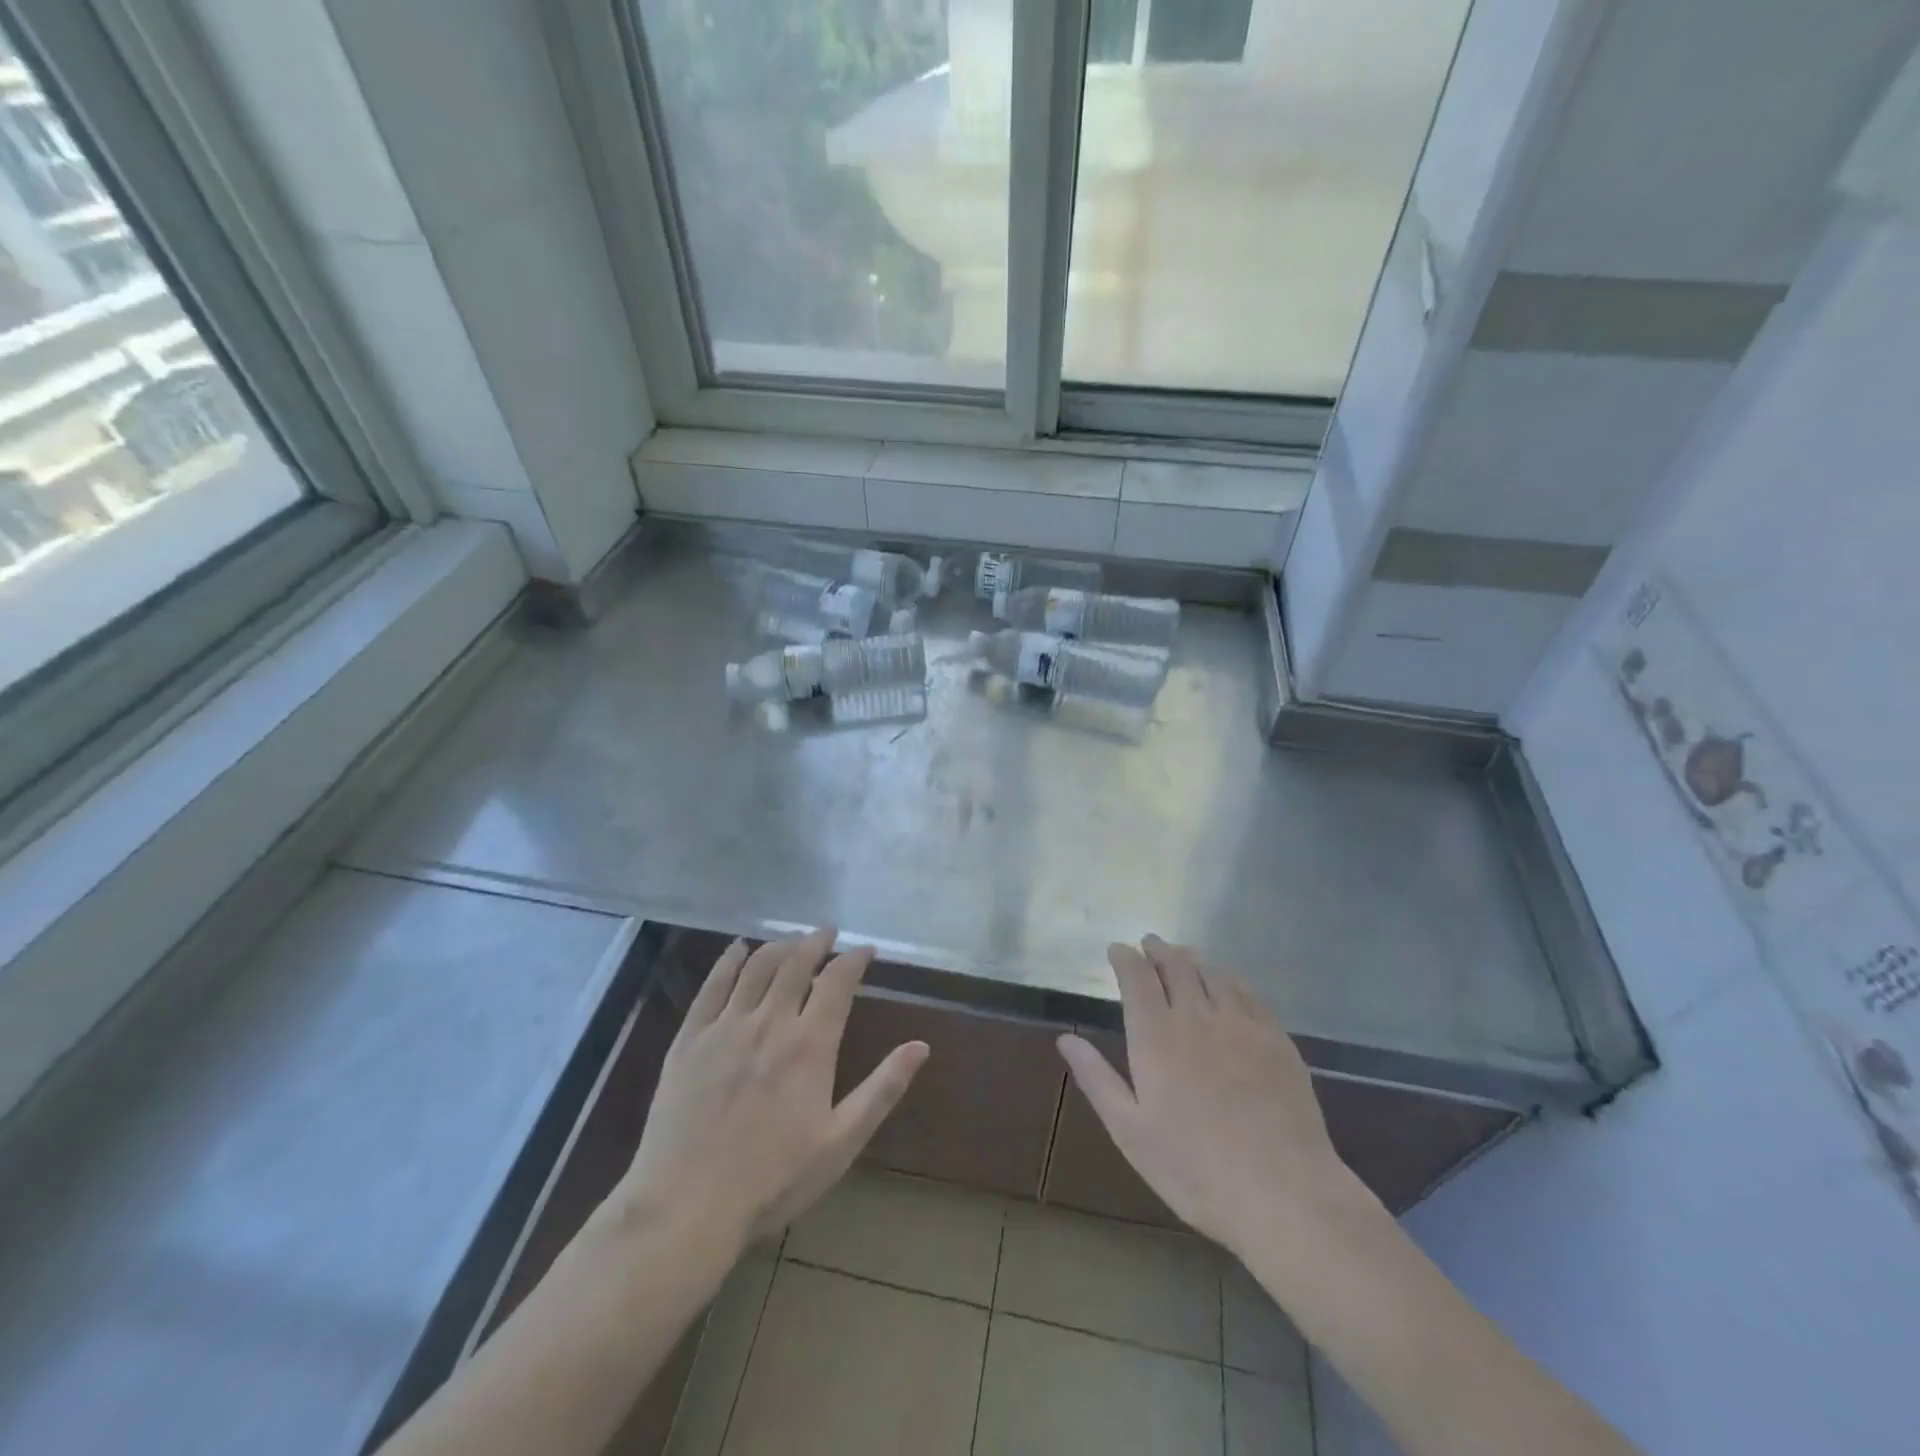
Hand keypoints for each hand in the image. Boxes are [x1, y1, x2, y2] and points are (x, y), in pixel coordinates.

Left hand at [614, 928, 928, 1254]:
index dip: (854, 959)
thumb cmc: (773, 1179)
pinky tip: (737, 949)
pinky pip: (712, 986)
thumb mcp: (841, 1142)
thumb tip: (921, 1046)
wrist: (687, 1205)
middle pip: (796, 963)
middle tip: (828, 932)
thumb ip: (882, 1089)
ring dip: (780, 945)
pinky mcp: (690, 1039)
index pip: (838, 981)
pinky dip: (728, 960)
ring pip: (757, 967)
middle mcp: (770, 1021)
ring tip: (793, 939)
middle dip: (817, 941)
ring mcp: (726, 1026)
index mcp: (810, 1044)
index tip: (866, 950)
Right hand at [1057, 935, 1369, 1259]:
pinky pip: (1248, 993)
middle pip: (1176, 965)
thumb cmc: (1194, 1169)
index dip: (1125, 958)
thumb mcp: (1130, 1131)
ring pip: (1212, 974)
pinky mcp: (1276, 1039)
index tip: (1117, 949)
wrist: (1283, 1193)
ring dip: (1193, 959)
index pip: (1136, 978)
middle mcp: (1196, 1017)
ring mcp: (1241, 1025)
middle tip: (1149, 943)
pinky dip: (1230, 979)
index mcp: (1156, 1036)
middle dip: (1158, 949)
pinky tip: (1228, 984)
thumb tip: (1065, 1038)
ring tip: (1184, 957)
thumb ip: (1096, 1078)